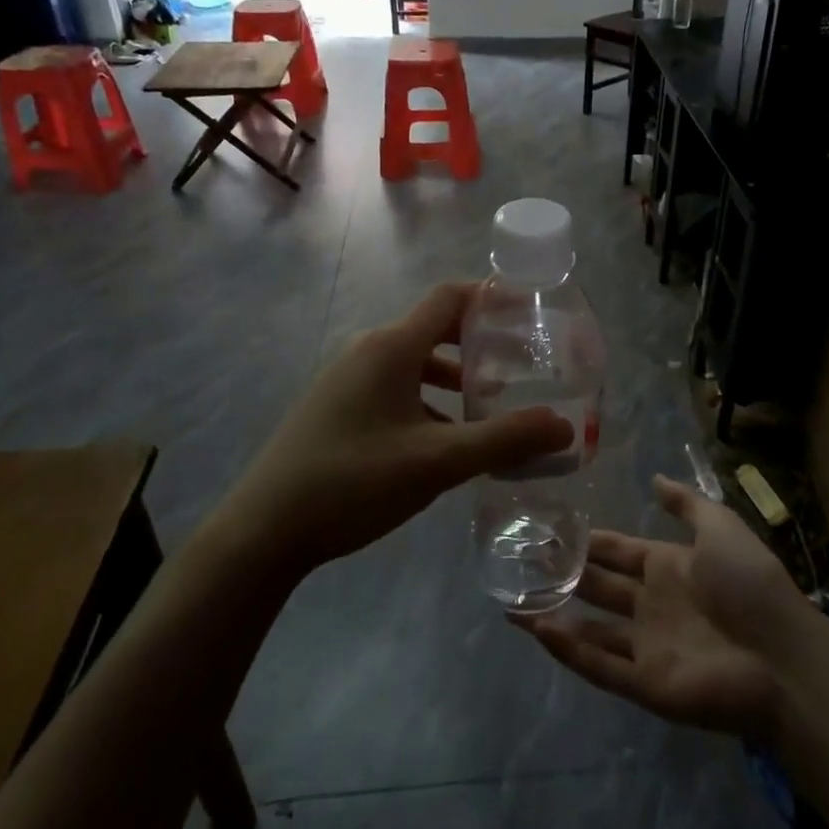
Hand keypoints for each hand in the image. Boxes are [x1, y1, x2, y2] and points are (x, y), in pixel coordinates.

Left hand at [220, 282, 573, 573]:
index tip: (530, 315)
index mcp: (392, 347)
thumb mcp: (437, 462)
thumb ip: (503, 440)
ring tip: (493, 407)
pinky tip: (447, 441)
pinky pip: (396, 388)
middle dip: (481, 344)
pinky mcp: (338, 407)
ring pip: (416, 364)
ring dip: (456, 379)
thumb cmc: (353, 481)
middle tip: (524, 366)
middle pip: (436, 329)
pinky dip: (429, 401)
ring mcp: (348, 379)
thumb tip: (565, 427)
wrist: (263, 530)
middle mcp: (369, 351)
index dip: (491, 298)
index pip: (450, 298)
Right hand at [518, 475, 818, 739]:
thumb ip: (687, 503)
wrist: (782, 657)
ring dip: (554, 614)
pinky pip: (599, 665)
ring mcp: (647, 645)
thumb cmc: (750, 584)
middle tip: (521, 561)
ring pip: (590, 629)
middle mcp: (652, 604)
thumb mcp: (721, 527)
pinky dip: (568, 650)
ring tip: (513, 600)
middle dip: (563, 575)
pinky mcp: (645, 682)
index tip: (551, 528)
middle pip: (598, 587)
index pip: (618, 551)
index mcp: (668, 567)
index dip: (589, 542)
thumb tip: (655, 478)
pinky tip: (537, 630)